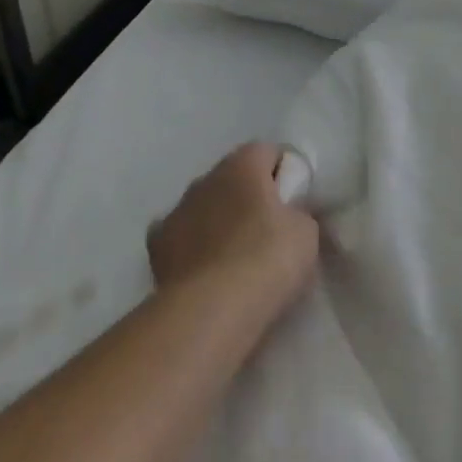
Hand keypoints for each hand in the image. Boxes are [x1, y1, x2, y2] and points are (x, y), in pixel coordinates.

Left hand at [147, 143, 319, 311]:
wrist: (212, 309)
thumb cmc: (267, 259)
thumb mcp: (305, 232)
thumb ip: (296, 212)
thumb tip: (287, 215)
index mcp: (242, 166)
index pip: (267, 151)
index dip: (284, 172)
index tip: (295, 201)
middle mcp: (204, 179)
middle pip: (232, 178)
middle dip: (248, 196)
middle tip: (269, 230)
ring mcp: (175, 211)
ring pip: (203, 206)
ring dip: (218, 220)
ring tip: (236, 256)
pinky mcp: (156, 246)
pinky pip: (181, 236)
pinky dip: (192, 246)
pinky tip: (205, 270)